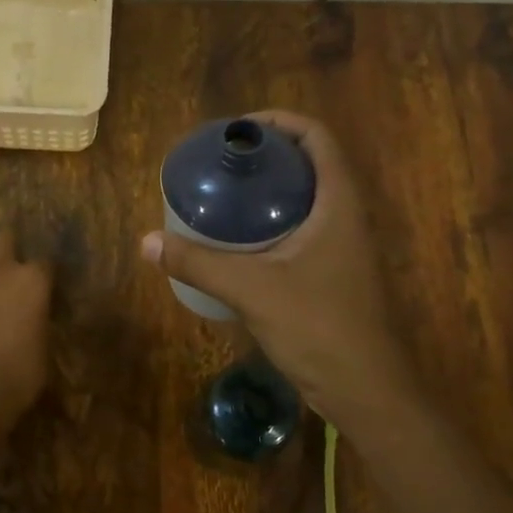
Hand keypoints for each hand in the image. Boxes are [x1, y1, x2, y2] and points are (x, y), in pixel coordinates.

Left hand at [0, 229, 52, 422]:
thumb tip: (39, 323)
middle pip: (3, 238)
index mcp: (33, 280)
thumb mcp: (45, 352)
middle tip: (18, 264)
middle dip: (10, 243)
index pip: (46, 262)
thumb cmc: (20, 374)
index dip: (50, 275)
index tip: (53, 289)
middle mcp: (1, 273)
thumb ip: (42, 326)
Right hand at [142, 111, 416, 424]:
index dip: (280, 122)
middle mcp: (346, 216)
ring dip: (270, 190)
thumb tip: (148, 242)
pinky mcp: (333, 272)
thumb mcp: (252, 289)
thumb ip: (198, 263)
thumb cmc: (318, 327)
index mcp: (339, 203)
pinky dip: (272, 221)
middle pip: (310, 164)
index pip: (317, 138)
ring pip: (306, 198)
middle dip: (268, 155)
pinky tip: (238, 241)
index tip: (239, 130)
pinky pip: (302, 228)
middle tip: (222, 162)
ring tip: (224, 194)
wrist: (365, 390)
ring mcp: (343, 246)